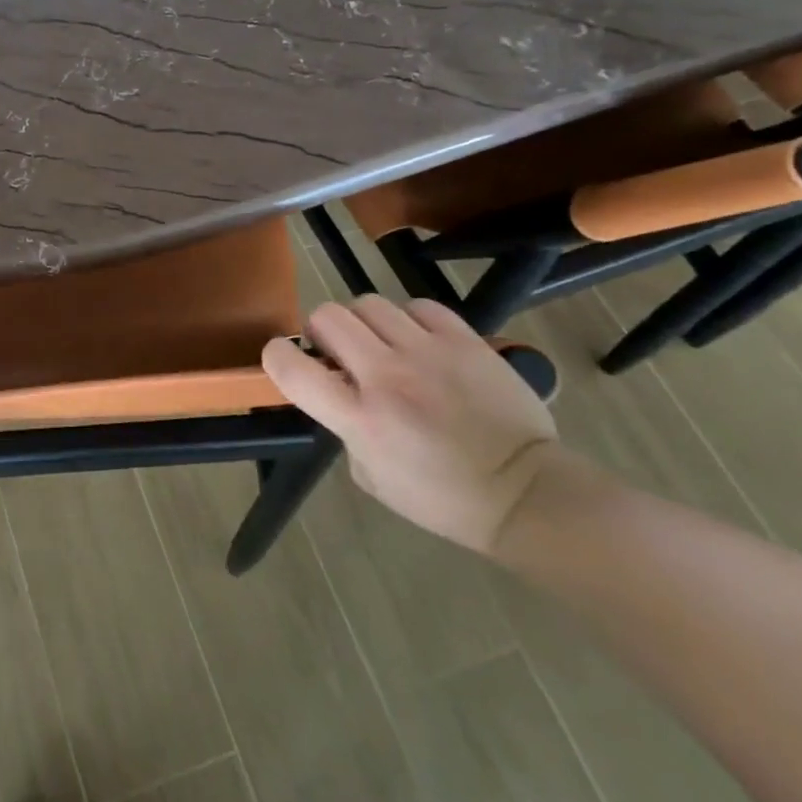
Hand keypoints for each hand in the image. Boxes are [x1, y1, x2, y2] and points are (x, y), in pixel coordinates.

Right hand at [262, 298, 558, 553]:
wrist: (526, 493)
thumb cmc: (441, 498)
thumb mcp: (370, 475)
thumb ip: (345, 427)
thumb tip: (340, 392)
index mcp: (359, 418)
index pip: (291, 366)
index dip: (276, 355)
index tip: (286, 359)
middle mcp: (387, 377)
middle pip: (327, 317)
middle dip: (322, 331)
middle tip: (338, 352)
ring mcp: (428, 353)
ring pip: (369, 304)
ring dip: (364, 323)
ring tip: (381, 344)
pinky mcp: (464, 341)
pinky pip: (419, 307)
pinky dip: (409, 320)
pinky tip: (419, 343)